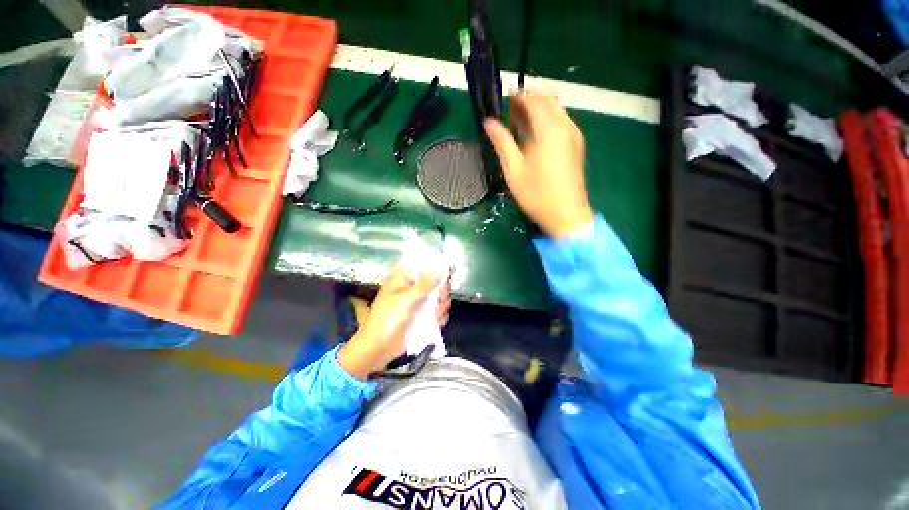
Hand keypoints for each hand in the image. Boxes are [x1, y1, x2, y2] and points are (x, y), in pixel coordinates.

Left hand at [338, 265, 450, 379]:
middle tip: (440, 298)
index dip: (437, 266)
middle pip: (436, 282)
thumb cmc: (387, 318)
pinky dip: (439, 316)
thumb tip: (440, 269)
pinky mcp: (424, 317)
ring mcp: (420, 304)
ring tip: (435, 314)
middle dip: (441, 291)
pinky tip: (435, 322)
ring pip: (439, 298)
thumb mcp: (405, 299)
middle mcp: (414, 289)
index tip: (448, 271)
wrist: (379, 347)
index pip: (423, 266)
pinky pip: (438, 312)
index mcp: (404, 279)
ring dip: (441, 305)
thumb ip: (424, 285)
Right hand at [484, 93, 594, 238]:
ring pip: (557, 110)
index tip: (505, 99)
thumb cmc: (536, 194)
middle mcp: (565, 126)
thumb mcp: (514, 169)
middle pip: (548, 100)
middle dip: (530, 100)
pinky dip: (548, 120)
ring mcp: (574, 135)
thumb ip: (502, 142)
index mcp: (549, 129)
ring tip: (521, 123)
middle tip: (511, 112)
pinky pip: (563, 121)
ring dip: (539, 110)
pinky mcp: (577, 146)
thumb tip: (488, 122)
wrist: (567, 214)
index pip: (534, 99)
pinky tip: (537, 135)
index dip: (519, 96)